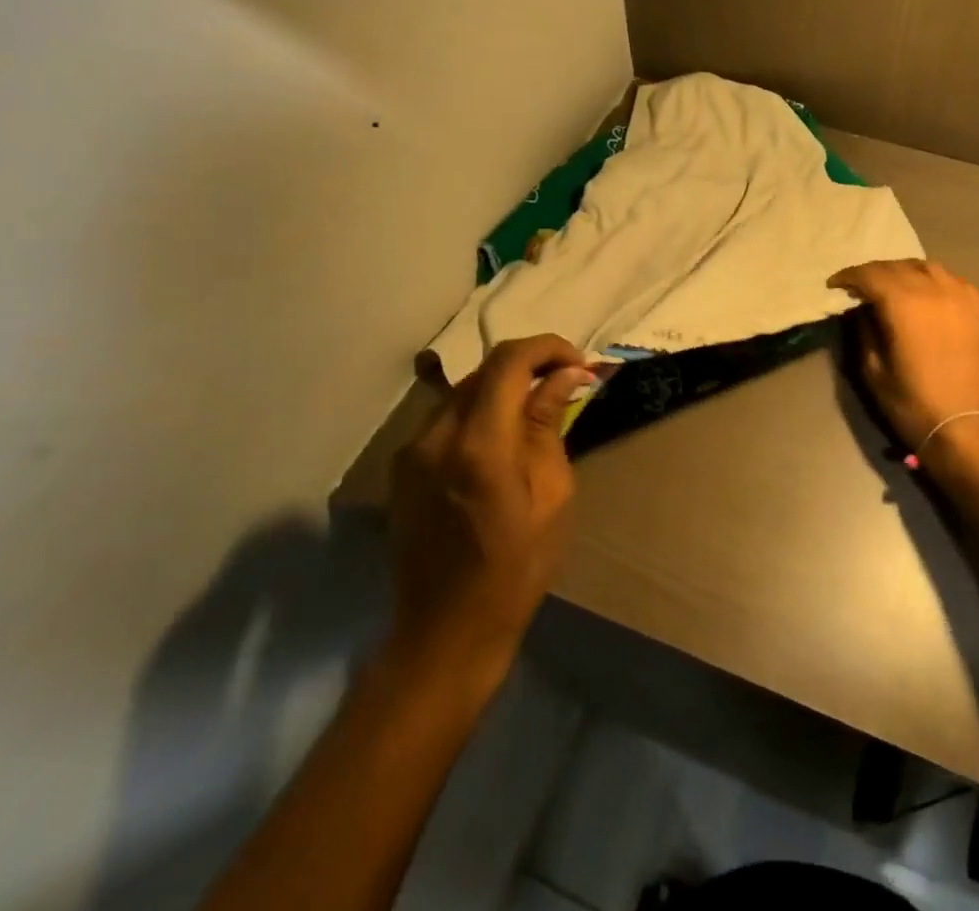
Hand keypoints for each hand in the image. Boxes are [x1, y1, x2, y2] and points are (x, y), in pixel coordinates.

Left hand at [387, 335, 595, 667]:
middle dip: (529, 365)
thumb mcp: (552, 495)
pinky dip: (479, 413)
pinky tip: (500, 439)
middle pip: (484, 370)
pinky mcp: (401, 467)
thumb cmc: (517, 567)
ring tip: (535, 409)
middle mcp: (436, 435)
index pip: (509, 362)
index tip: (577, 362)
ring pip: (463, 391)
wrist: (446, 630)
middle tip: (564, 382)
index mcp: (479, 444)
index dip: (547, 348)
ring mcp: (411, 451)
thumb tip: (566, 374)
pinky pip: (446, 419)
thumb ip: (549, 425)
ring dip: (503, 388)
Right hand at [829, 259, 978, 455]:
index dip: (849, 276)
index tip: (835, 284)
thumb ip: (865, 331)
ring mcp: (963, 296)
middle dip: (875, 272)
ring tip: (894, 287)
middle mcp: (935, 288)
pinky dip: (933, 282)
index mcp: (904, 302)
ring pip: (929, 267)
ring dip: (906, 272)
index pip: (870, 274)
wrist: (970, 429)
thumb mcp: (874, 371)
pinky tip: (928, 297)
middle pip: (899, 266)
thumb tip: (863, 310)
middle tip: (861, 287)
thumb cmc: (914, 404)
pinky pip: (952, 281)